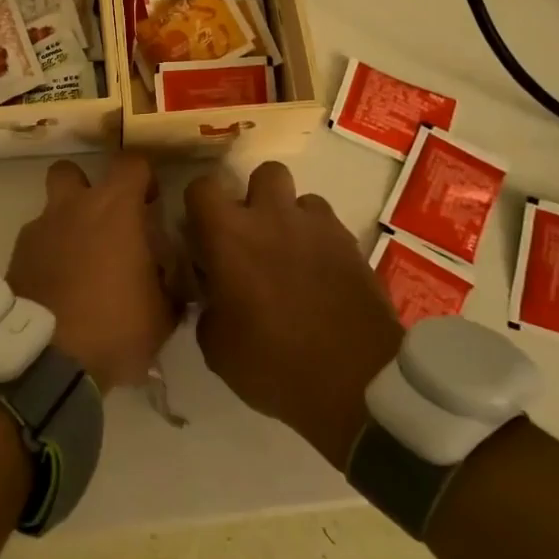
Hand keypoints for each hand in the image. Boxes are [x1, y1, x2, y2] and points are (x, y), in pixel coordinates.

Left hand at [7, 155, 181, 390]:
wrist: (47, 359)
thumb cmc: (115, 326)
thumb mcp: (163, 313)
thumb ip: (169, 285)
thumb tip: (170, 279)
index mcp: (114, 208)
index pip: (131, 162)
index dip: (143, 176)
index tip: (150, 202)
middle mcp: (72, 207)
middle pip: (70, 169)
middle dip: (85, 186)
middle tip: (104, 220)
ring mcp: (38, 231)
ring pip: (51, 210)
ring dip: (65, 226)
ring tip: (80, 264)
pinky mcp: (16, 258)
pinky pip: (36, 245)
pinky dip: (48, 257)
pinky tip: (59, 288)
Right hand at [186, 162, 401, 469]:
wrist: (358, 384)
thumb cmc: (274, 364)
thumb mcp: (217, 348)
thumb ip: (208, 307)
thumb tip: (214, 295)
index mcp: (230, 235)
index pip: (202, 187)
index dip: (199, 207)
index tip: (203, 236)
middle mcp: (273, 217)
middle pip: (264, 173)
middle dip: (257, 197)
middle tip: (254, 236)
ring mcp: (319, 227)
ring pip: (303, 200)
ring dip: (293, 220)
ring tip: (293, 257)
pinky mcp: (353, 245)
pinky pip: (330, 228)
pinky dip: (321, 243)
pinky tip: (321, 277)